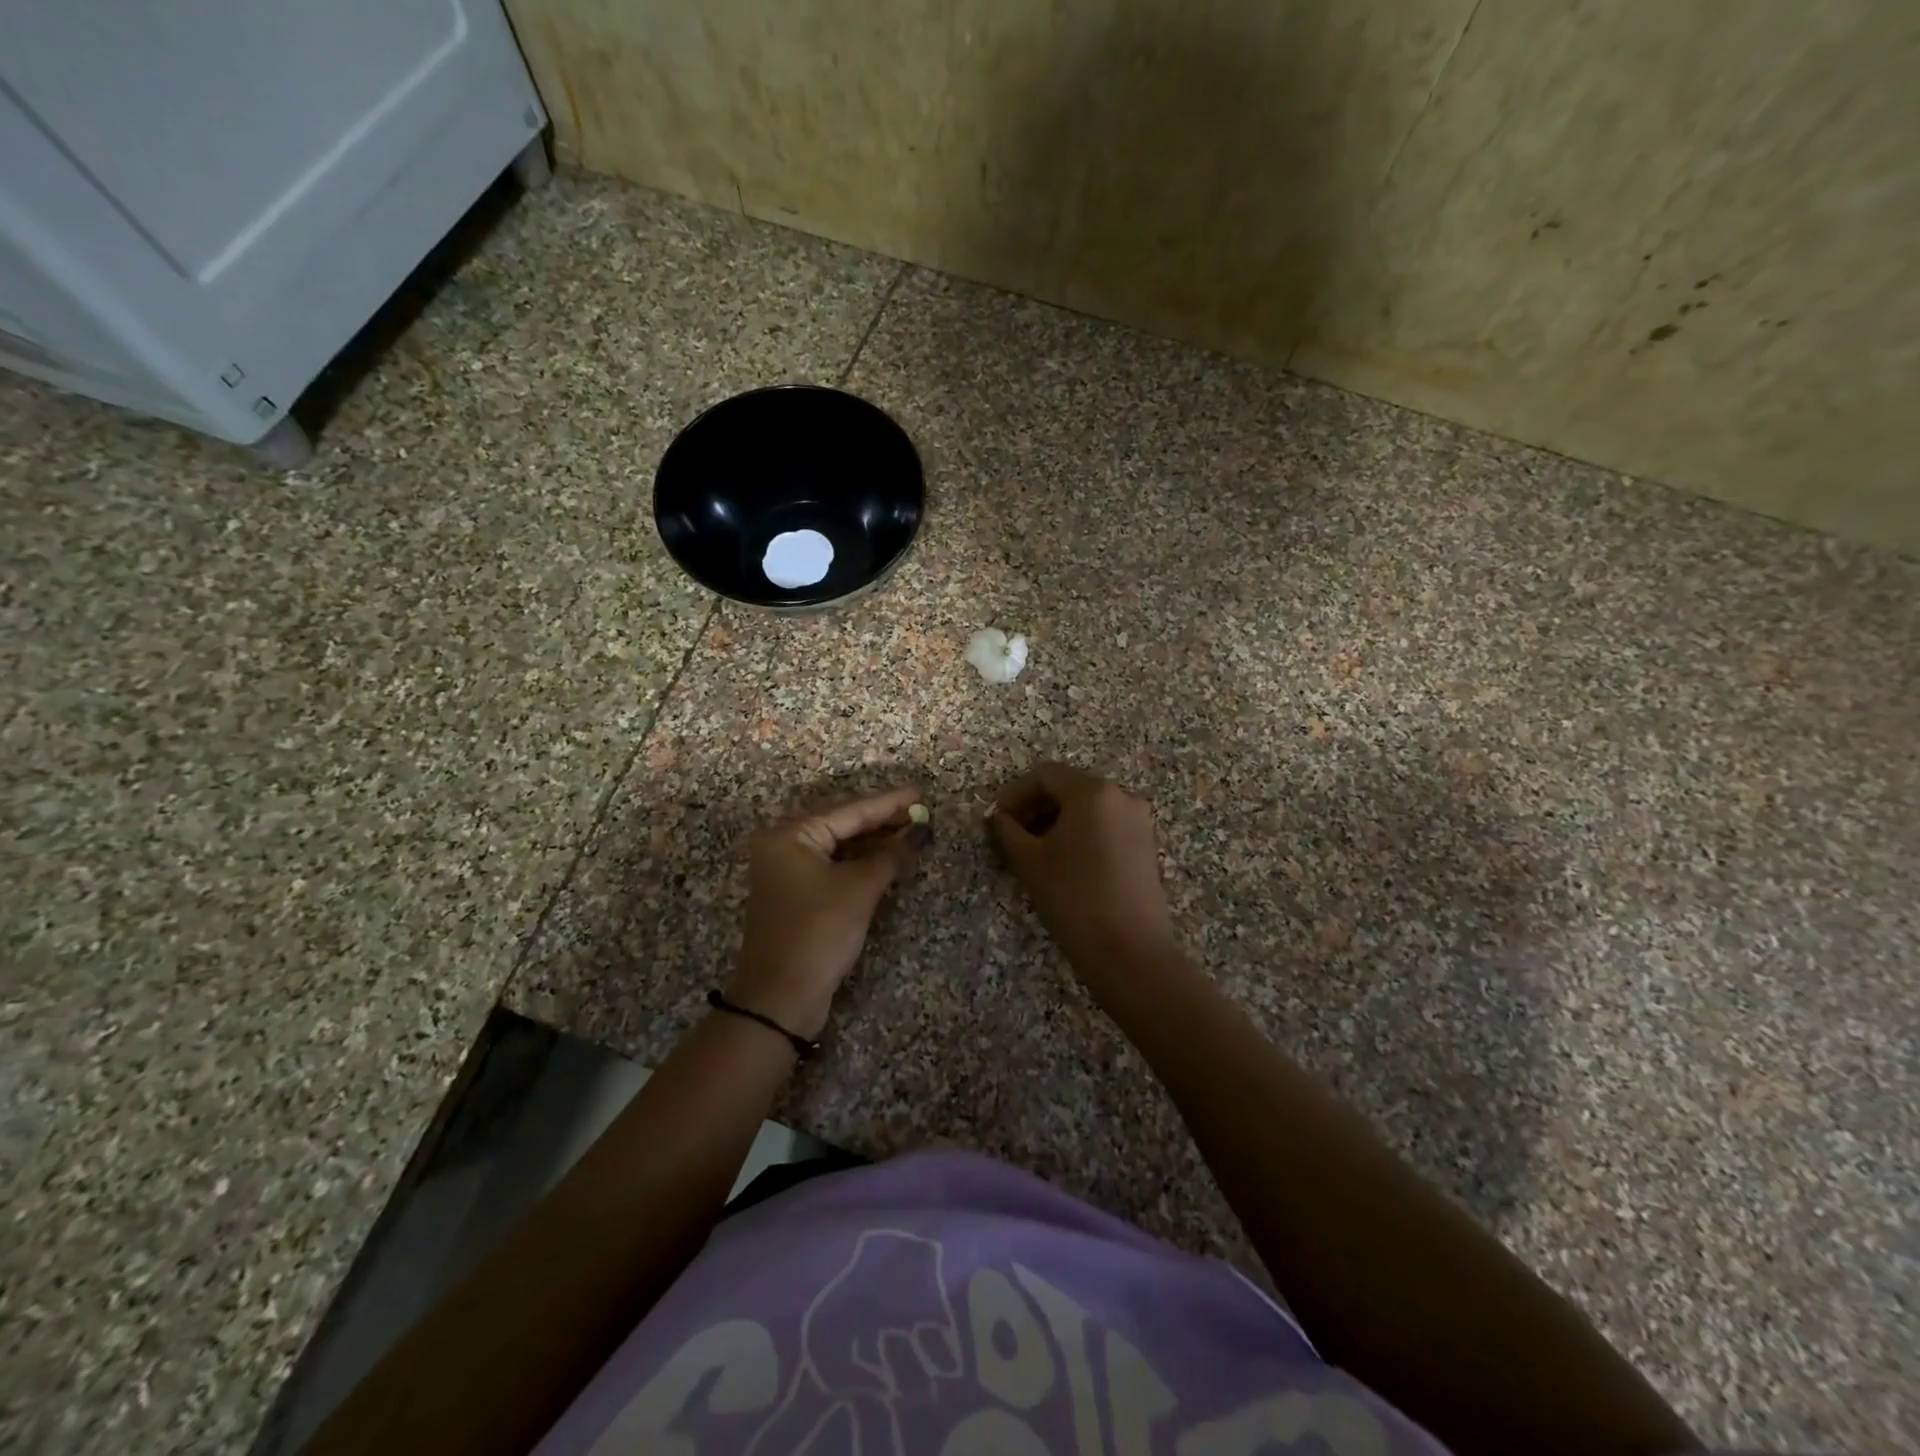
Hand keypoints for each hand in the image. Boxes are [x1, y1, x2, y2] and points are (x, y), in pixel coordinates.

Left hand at [728, 786, 927, 1038]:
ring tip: (911, 834)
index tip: (920, 792)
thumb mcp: (859, 889)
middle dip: (882, 821)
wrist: (781, 998)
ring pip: (839, 847)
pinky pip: (834, 867)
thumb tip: (919, 833)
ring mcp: (788, 873)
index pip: (849, 810)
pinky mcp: (797, 897)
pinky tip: (888, 860)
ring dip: (874, 843)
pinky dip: (861, 864)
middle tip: (920, 813)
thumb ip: (890, 855)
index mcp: (790, 836)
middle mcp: (784, 847)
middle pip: (842, 825)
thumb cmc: (818, 932)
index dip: (888, 803)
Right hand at [988, 763, 1182, 996]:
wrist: (1129, 951)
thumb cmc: (1073, 898)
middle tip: (1011, 834)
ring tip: (1034, 850)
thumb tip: (1000, 818)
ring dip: (1057, 820)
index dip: (1015, 793)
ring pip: (1088, 807)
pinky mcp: (1146, 845)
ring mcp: (1139, 820)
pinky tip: (1064, 860)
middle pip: (1069, 787)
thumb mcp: (1029, 861)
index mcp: (1093, 791)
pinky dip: (1081, 832)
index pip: (1046, 775)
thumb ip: (1008, 830)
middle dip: (1036, 806)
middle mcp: (1121, 795)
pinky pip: (1106, 824)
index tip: (996, 818)